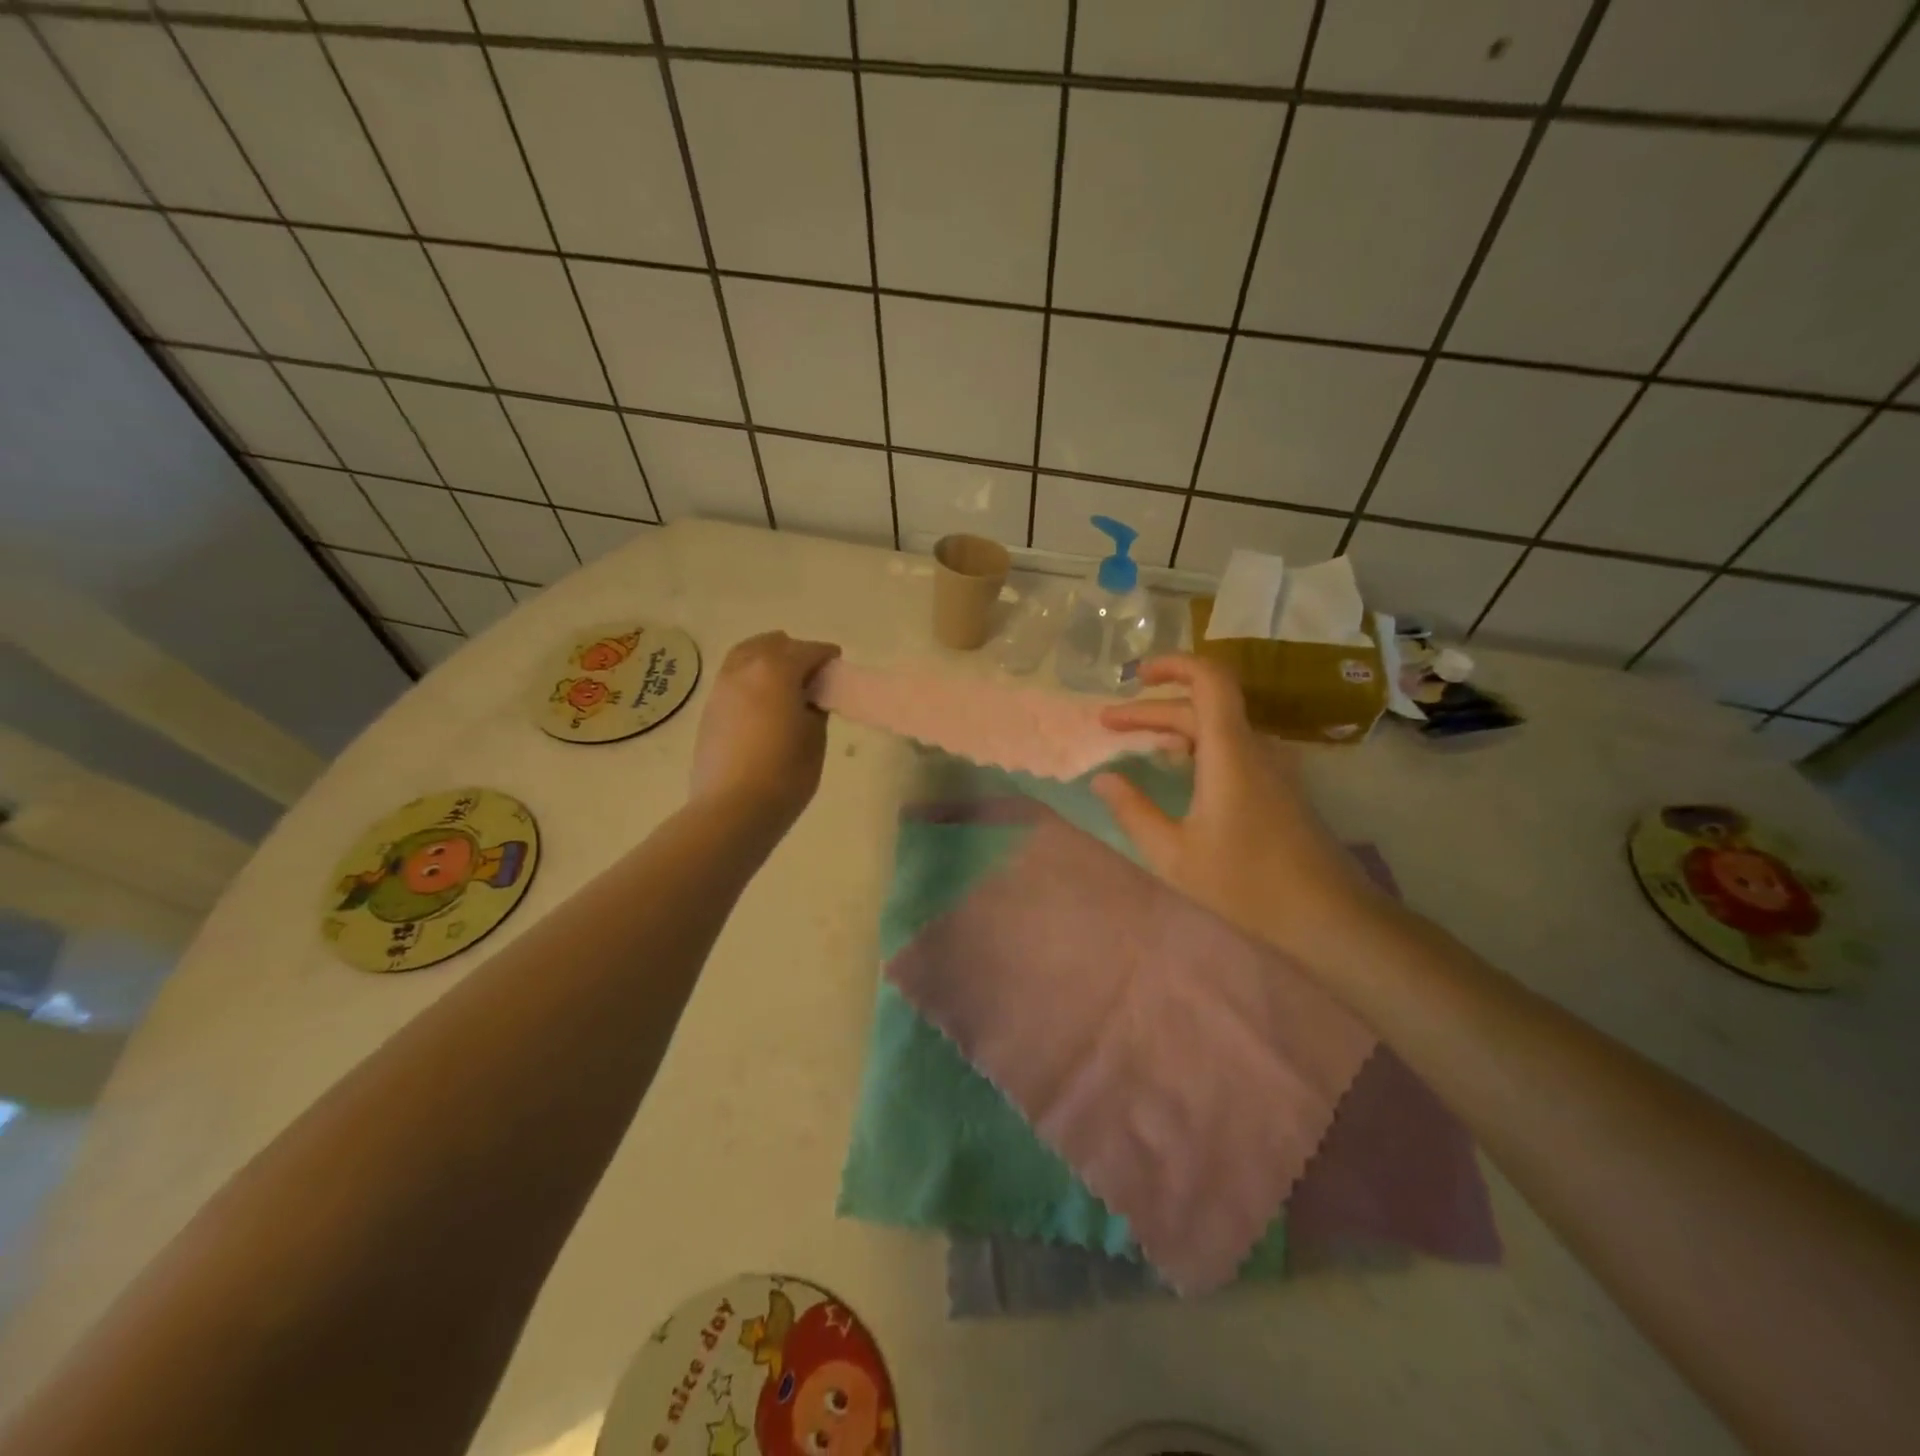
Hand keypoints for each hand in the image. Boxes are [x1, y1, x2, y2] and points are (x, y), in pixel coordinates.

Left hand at [690, 632, 840, 831]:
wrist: (732, 808)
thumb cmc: (785, 773)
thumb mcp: (815, 738)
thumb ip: (814, 708)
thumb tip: (807, 698)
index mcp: (776, 670)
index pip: (807, 650)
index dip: (825, 655)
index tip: (837, 663)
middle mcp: (744, 670)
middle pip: (771, 644)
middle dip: (793, 652)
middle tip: (810, 673)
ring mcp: (722, 689)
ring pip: (745, 657)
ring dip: (767, 661)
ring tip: (783, 683)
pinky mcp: (709, 710)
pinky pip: (733, 679)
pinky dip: (750, 680)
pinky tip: (762, 702)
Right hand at [1094, 655, 1390, 970]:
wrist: (1329, 916)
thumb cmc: (1245, 884)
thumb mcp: (1173, 854)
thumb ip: (1133, 811)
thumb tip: (1102, 779)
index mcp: (1229, 751)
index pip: (1209, 679)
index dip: (1173, 665)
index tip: (1135, 675)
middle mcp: (1254, 747)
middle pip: (1202, 705)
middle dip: (1152, 710)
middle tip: (1108, 725)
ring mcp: (1273, 766)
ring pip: (1218, 727)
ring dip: (1175, 728)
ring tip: (1136, 745)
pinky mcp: (1280, 787)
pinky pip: (1233, 748)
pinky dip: (1198, 746)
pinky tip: (1178, 771)